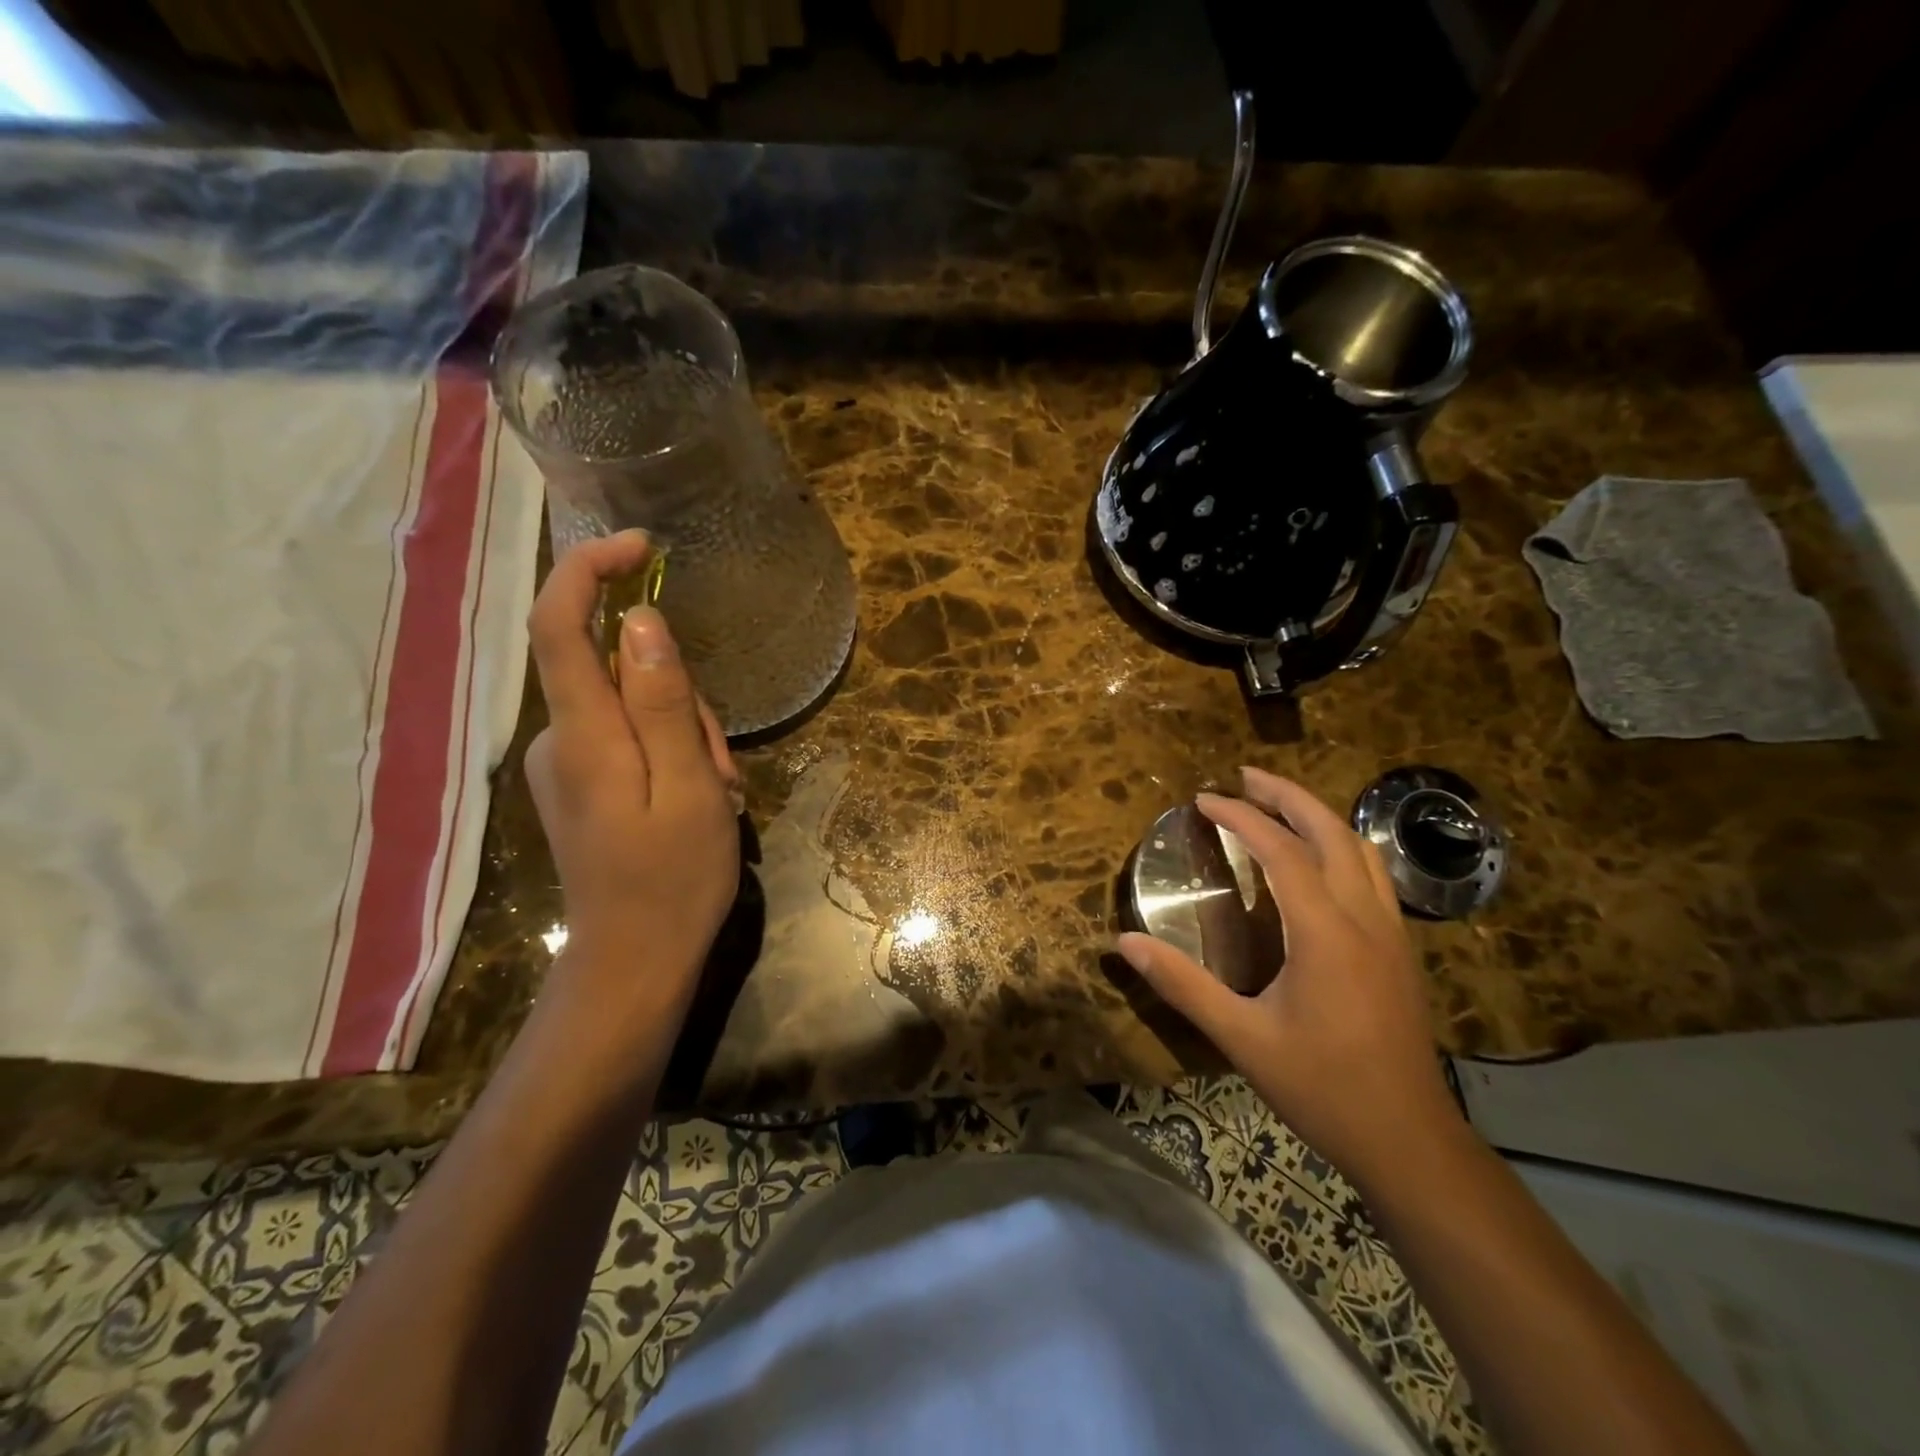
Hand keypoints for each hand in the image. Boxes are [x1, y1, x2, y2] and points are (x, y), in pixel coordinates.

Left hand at [524, 531, 741, 1010]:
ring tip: (715, 792)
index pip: (559, 625)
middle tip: (719, 764)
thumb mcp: (691, 788)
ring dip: (685, 733)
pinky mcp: (580, 784)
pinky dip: (670, 753)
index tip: (641, 548)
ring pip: (633, 706)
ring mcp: (566, 764)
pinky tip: (695, 798)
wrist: (634, 962)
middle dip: (680, 695)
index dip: (590, 571)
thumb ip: (664, 704)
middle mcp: (560, 739)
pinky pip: (629, 738)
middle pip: (618, 670)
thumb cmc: (673, 879)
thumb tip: (643, 621)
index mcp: (584, 735)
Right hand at [1116, 767, 1462, 1193]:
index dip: (1241, 817)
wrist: (1409, 1140)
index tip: (1204, 799)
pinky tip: (1320, 860)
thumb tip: (1125, 942)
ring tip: (1279, 804)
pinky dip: (1342, 845)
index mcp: (1325, 933)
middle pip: (1331, 832)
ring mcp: (1391, 932)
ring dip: (1318, 816)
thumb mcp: (1242, 1039)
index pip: (1281, 850)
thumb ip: (1183, 985)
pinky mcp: (1400, 950)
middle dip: (1287, 796)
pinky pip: (1374, 874)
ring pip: (1361, 848)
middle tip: (1245, 777)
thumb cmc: (1323, 1088)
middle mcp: (1364, 918)